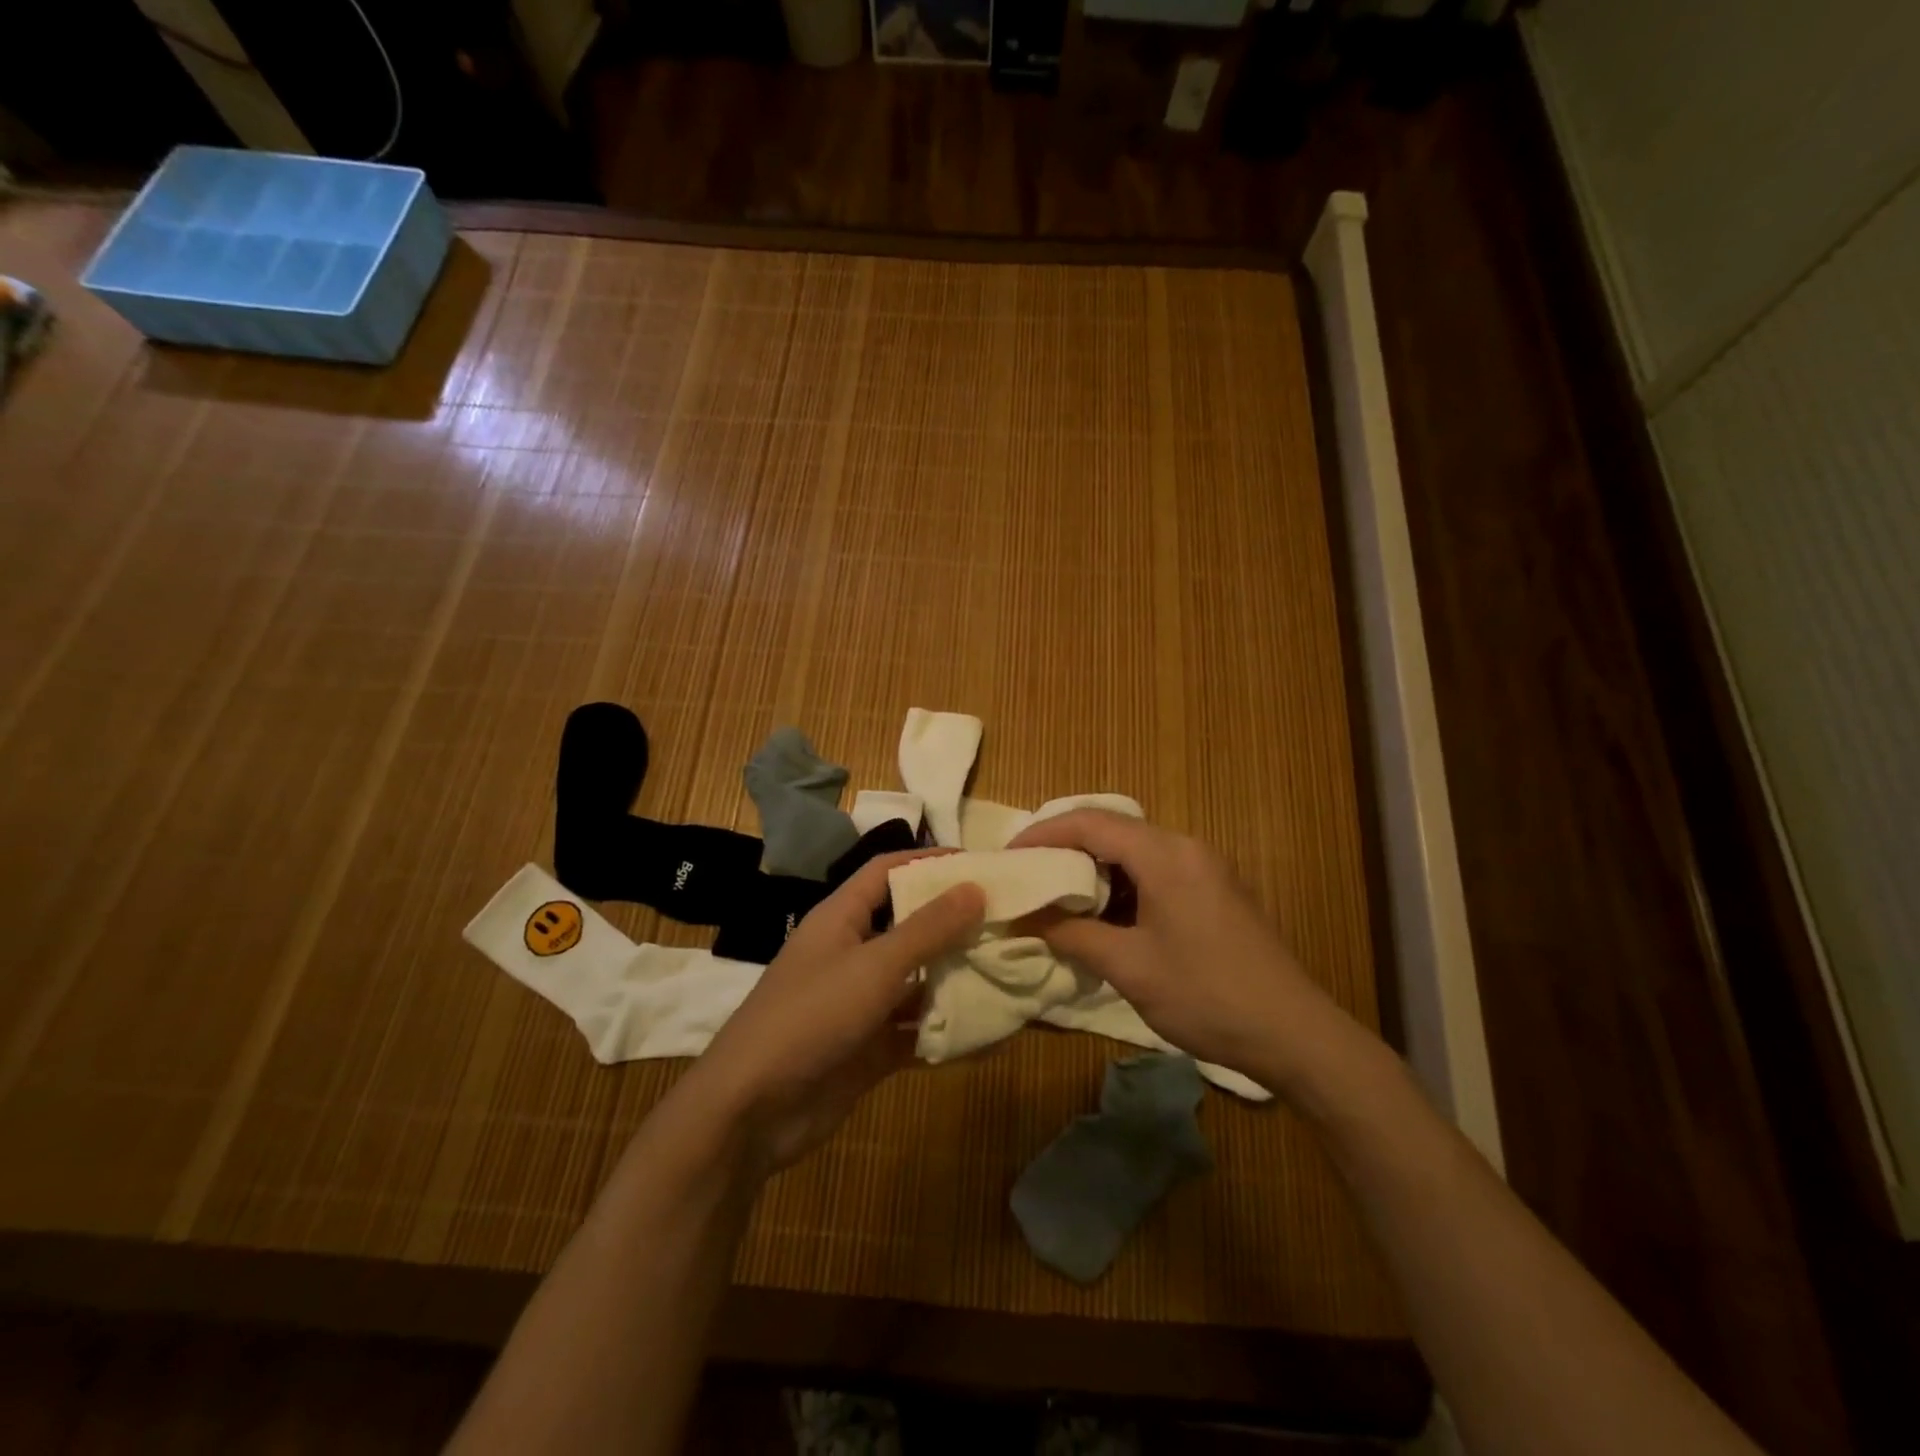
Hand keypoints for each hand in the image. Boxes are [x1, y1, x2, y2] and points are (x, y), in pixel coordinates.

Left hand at [684, 851, 984, 1174]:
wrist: (751, 1111)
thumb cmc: (811, 1017)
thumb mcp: (874, 966)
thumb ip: (927, 929)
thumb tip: (975, 887)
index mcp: (841, 918)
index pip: (887, 871)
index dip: (928, 861)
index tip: (979, 864)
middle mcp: (851, 952)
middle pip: (907, 924)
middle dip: (952, 920)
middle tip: (1006, 917)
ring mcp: (859, 1002)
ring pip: (915, 978)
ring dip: (954, 974)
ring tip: (1008, 966)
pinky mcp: (868, 1046)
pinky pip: (914, 1027)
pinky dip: (945, 1025)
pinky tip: (989, 1027)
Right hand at [1008, 810, 1358, 1091]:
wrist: (1295, 1033)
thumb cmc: (1207, 995)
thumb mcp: (1129, 967)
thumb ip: (1072, 934)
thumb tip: (1025, 917)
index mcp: (1165, 854)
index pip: (1090, 822)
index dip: (1044, 832)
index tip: (1009, 856)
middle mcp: (1186, 847)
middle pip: (1112, 830)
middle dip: (1065, 849)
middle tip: (1028, 875)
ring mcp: (1205, 868)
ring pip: (1134, 851)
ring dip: (1094, 870)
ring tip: (1057, 898)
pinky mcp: (1215, 890)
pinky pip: (1156, 871)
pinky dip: (1122, 886)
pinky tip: (1105, 916)